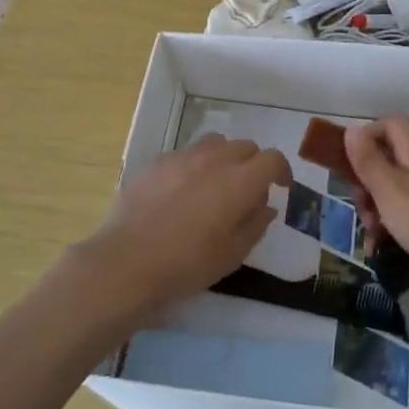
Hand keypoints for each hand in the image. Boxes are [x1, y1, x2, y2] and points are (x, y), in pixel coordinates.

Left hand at [82, 135, 291, 316]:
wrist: (126, 263)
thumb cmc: (187, 264)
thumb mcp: (232, 255)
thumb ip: (255, 225)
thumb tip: (266, 206)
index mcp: (239, 181)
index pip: (272, 159)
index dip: (281, 171)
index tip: (281, 188)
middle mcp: (214, 159)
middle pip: (245, 146)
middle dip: (253, 164)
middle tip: (247, 192)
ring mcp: (182, 157)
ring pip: (215, 143)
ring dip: (224, 158)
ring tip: (215, 184)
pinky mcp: (156, 163)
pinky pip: (185, 155)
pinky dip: (194, 166)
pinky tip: (181, 193)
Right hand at [343, 117, 408, 299]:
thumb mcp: (390, 190)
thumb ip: (368, 161)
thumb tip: (352, 130)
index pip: (387, 124)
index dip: (364, 138)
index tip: (347, 165)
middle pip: (387, 158)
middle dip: (366, 182)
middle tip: (360, 207)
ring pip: (394, 188)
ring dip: (376, 208)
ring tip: (371, 235)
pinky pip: (407, 210)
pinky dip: (392, 224)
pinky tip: (381, 248)